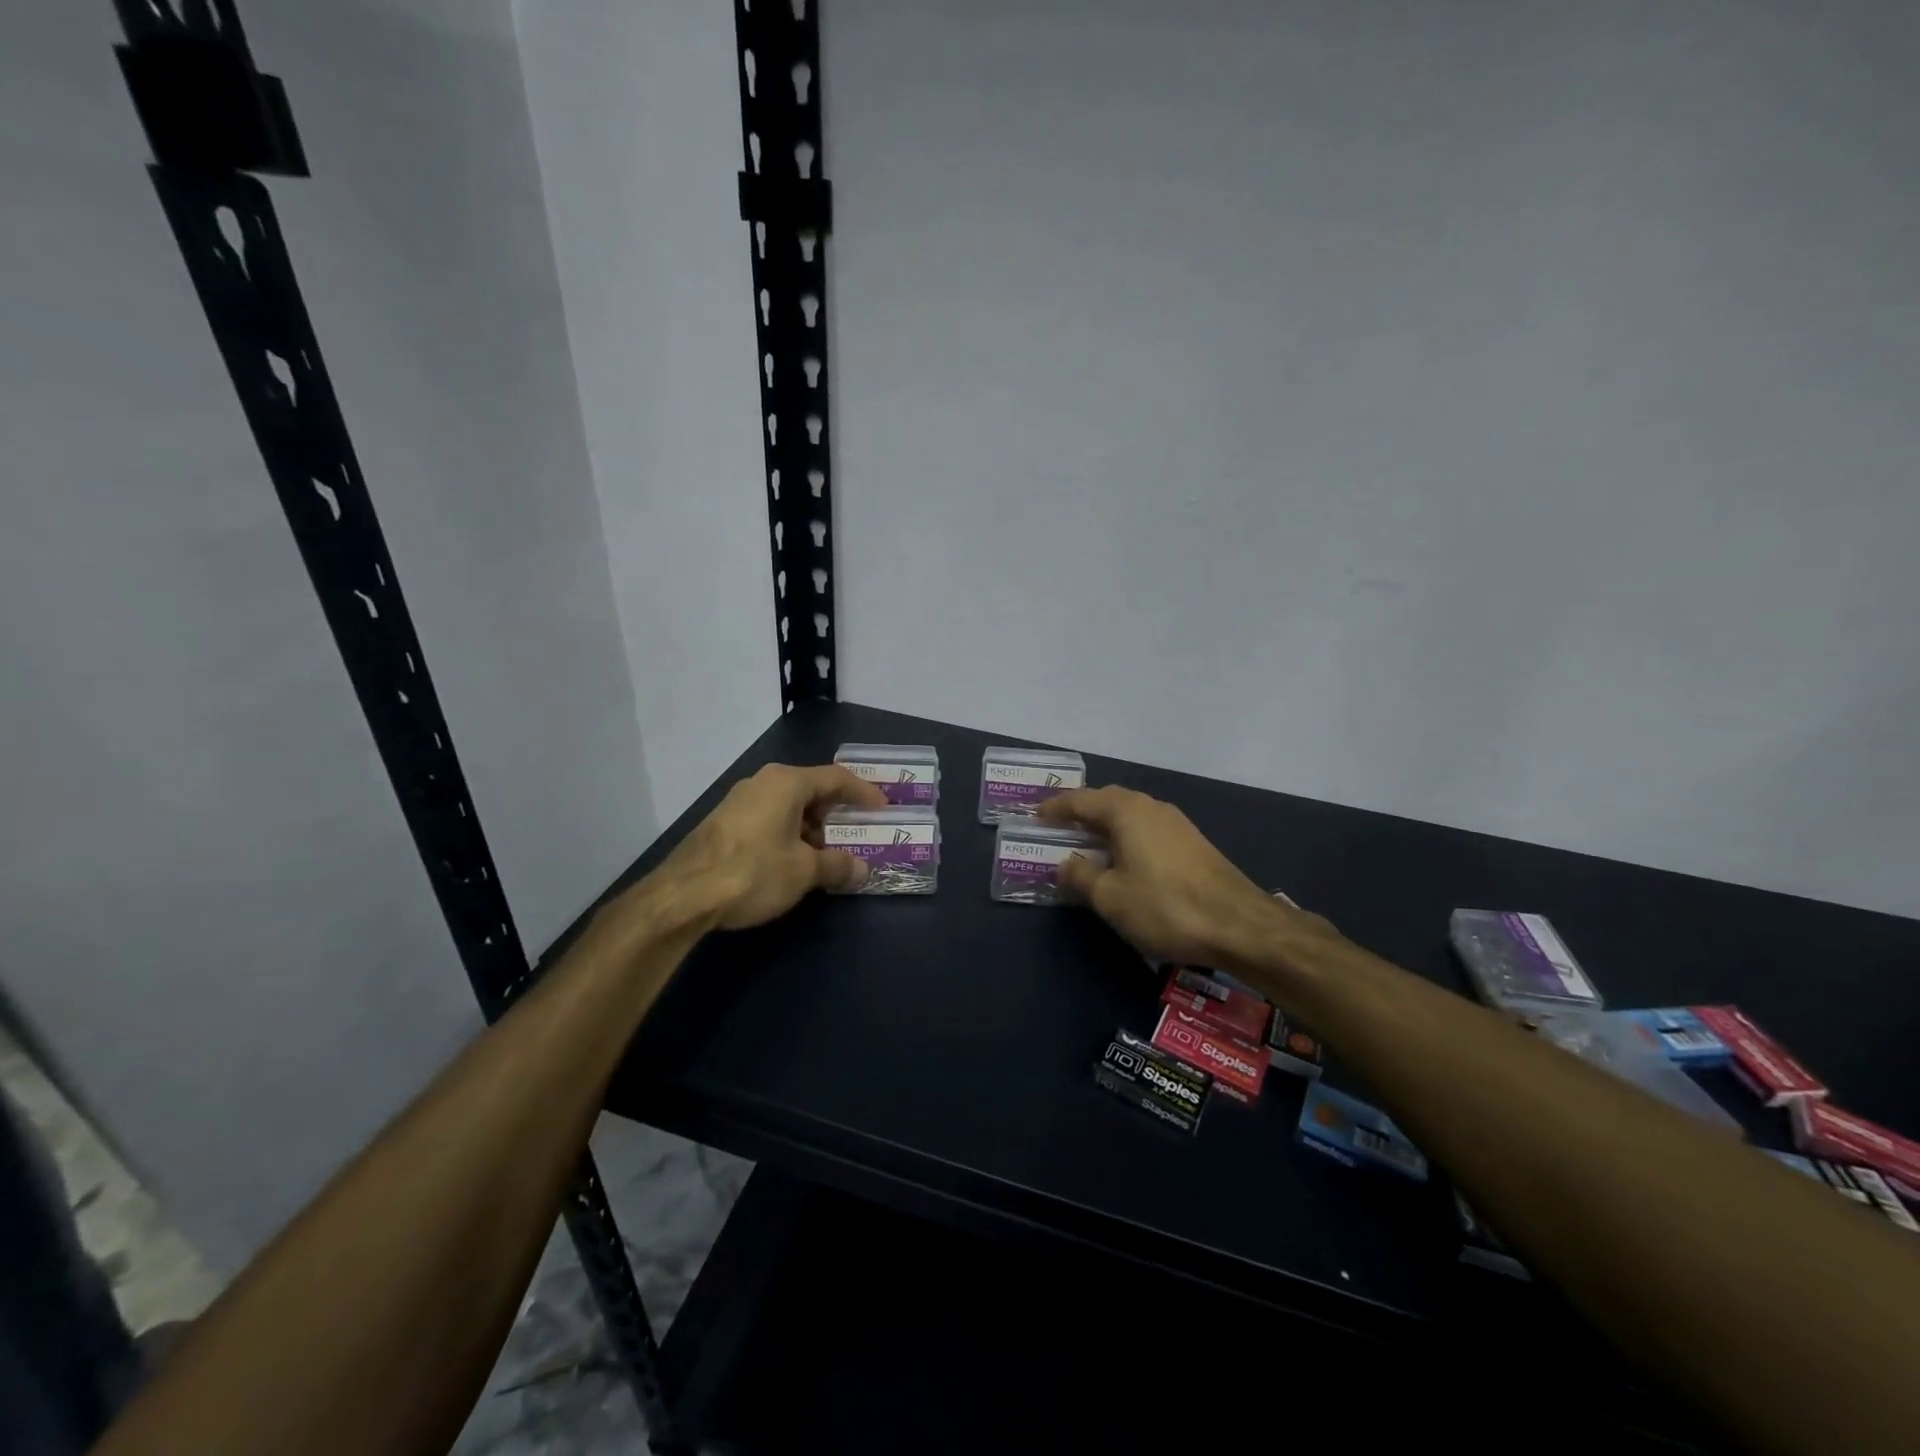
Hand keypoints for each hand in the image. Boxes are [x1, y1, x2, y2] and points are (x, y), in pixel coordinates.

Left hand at [662, 763, 887, 929]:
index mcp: (786, 783)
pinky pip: (768, 819)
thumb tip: (861, 869)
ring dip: (811, 828)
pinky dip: (788, 835)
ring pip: (788, 807)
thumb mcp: (804, 871)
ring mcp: (739, 802)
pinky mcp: (724, 823)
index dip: (863, 792)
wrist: (682, 896)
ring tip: (826, 856)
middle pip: (811, 790)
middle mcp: (762, 783)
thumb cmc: (753, 872)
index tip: (883, 807)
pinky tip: (791, 863)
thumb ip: (837, 866)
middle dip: (835, 814)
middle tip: (855, 834)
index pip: (836, 778)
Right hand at [1037, 786, 1335, 968]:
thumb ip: (1080, 876)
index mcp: (1126, 811)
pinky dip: (1126, 838)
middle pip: (1107, 801)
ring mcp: (1176, 823)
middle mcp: (1151, 807)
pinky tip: (1124, 861)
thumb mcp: (1110, 897)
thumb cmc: (1165, 906)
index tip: (1035, 817)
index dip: (1055, 808)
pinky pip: (1147, 830)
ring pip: (1130, 815)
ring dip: (1105, 826)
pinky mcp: (1192, 843)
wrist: (1239, 925)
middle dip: (1081, 812)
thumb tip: (1064, 863)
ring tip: (1087, 846)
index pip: (1080, 800)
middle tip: (1058, 829)